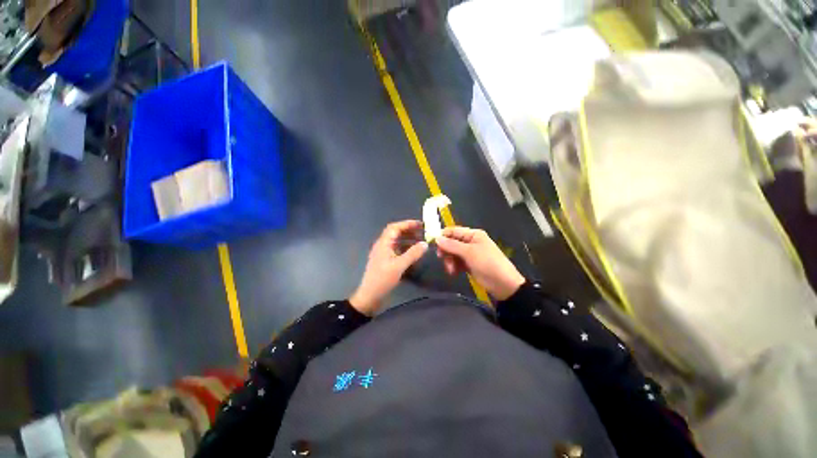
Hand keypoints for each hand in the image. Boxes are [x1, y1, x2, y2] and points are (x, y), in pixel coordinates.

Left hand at [350, 220, 428, 315]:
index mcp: (383, 243)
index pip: (395, 227)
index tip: (421, 224)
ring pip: (397, 242)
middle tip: (423, 232)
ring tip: (421, 241)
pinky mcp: (386, 261)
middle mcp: (383, 245)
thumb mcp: (399, 266)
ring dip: (408, 239)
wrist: (370, 296)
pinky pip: (397, 250)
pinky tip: (414, 252)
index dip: (407, 224)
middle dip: (409, 231)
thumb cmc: (382, 279)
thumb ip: (412, 254)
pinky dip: (406, 248)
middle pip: (396, 233)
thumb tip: (425, 243)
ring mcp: (384, 253)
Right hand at [436, 226, 524, 300]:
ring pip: (453, 253)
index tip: (433, 244)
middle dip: (446, 251)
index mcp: (473, 234)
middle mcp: (470, 242)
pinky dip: (454, 267)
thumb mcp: (469, 252)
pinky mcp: (469, 264)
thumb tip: (436, 238)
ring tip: (451, 270)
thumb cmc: (487, 263)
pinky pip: (457, 262)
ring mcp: (469, 254)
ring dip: (449, 261)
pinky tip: (454, 273)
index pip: (453, 231)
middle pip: (451, 243)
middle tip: (441, 259)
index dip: (443, 236)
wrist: (503, 284)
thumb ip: (452, 245)